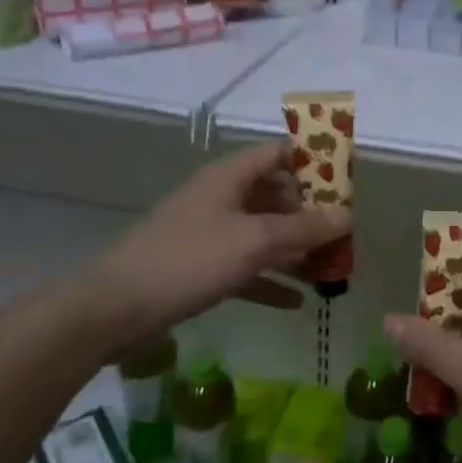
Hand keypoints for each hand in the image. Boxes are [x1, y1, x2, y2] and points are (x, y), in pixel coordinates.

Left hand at [71, 140, 349, 346]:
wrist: (114, 309)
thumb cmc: (188, 260)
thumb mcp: (254, 241)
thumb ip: (303, 228)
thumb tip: (347, 215)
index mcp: (230, 177)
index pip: (278, 153)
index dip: (313, 161)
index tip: (347, 181)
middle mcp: (221, 198)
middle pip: (275, 195)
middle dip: (311, 214)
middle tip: (345, 233)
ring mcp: (210, 234)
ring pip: (263, 234)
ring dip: (295, 250)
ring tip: (331, 269)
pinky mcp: (200, 268)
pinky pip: (246, 268)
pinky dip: (270, 280)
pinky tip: (298, 302)